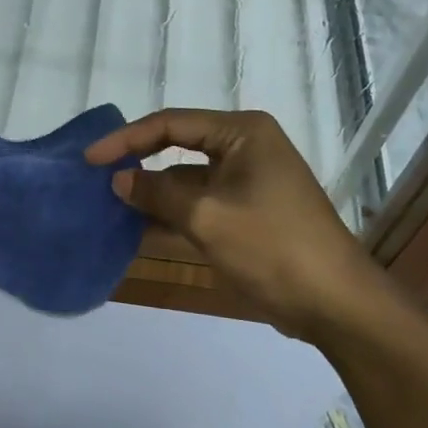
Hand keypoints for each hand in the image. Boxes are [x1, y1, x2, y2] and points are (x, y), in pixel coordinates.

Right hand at [84, 108, 391, 335]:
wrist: (336, 305)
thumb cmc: (272, 248)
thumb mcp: (206, 217)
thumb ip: (157, 193)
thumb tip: (118, 179)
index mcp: (242, 132)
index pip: (171, 123)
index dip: (126, 139)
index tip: (90, 159)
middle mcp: (245, 147)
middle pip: (178, 146)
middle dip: (139, 164)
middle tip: (96, 178)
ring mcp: (248, 181)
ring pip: (187, 179)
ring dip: (153, 194)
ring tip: (109, 205)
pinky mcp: (248, 211)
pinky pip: (201, 203)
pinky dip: (173, 214)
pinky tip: (138, 229)